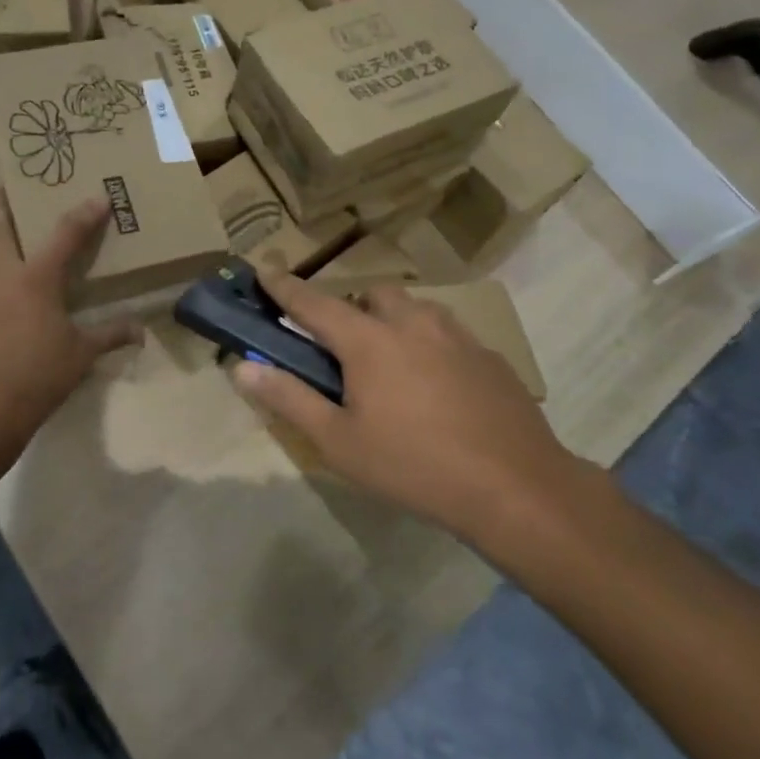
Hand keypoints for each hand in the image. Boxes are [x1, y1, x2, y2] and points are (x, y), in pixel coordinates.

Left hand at [0, 191, 139, 476]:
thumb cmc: (36, 376)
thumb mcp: (80, 356)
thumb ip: (109, 336)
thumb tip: (140, 332)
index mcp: (35, 278)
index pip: (64, 234)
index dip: (84, 214)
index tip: (98, 196)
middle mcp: (2, 277)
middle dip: (1, 204)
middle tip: (7, 187)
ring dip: (2, 243)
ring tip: (22, 244)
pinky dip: (0, 280)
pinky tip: (15, 298)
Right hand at [231, 271, 597, 550]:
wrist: (517, 488)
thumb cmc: (415, 466)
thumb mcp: (339, 442)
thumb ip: (289, 398)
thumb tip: (242, 366)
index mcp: (369, 340)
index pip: (313, 302)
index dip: (284, 287)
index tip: (264, 270)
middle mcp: (412, 323)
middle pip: (372, 294)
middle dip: (352, 308)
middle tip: (345, 350)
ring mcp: (456, 335)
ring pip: (414, 309)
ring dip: (394, 322)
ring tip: (393, 367)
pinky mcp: (489, 356)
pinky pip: (447, 334)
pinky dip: (430, 345)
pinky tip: (438, 389)